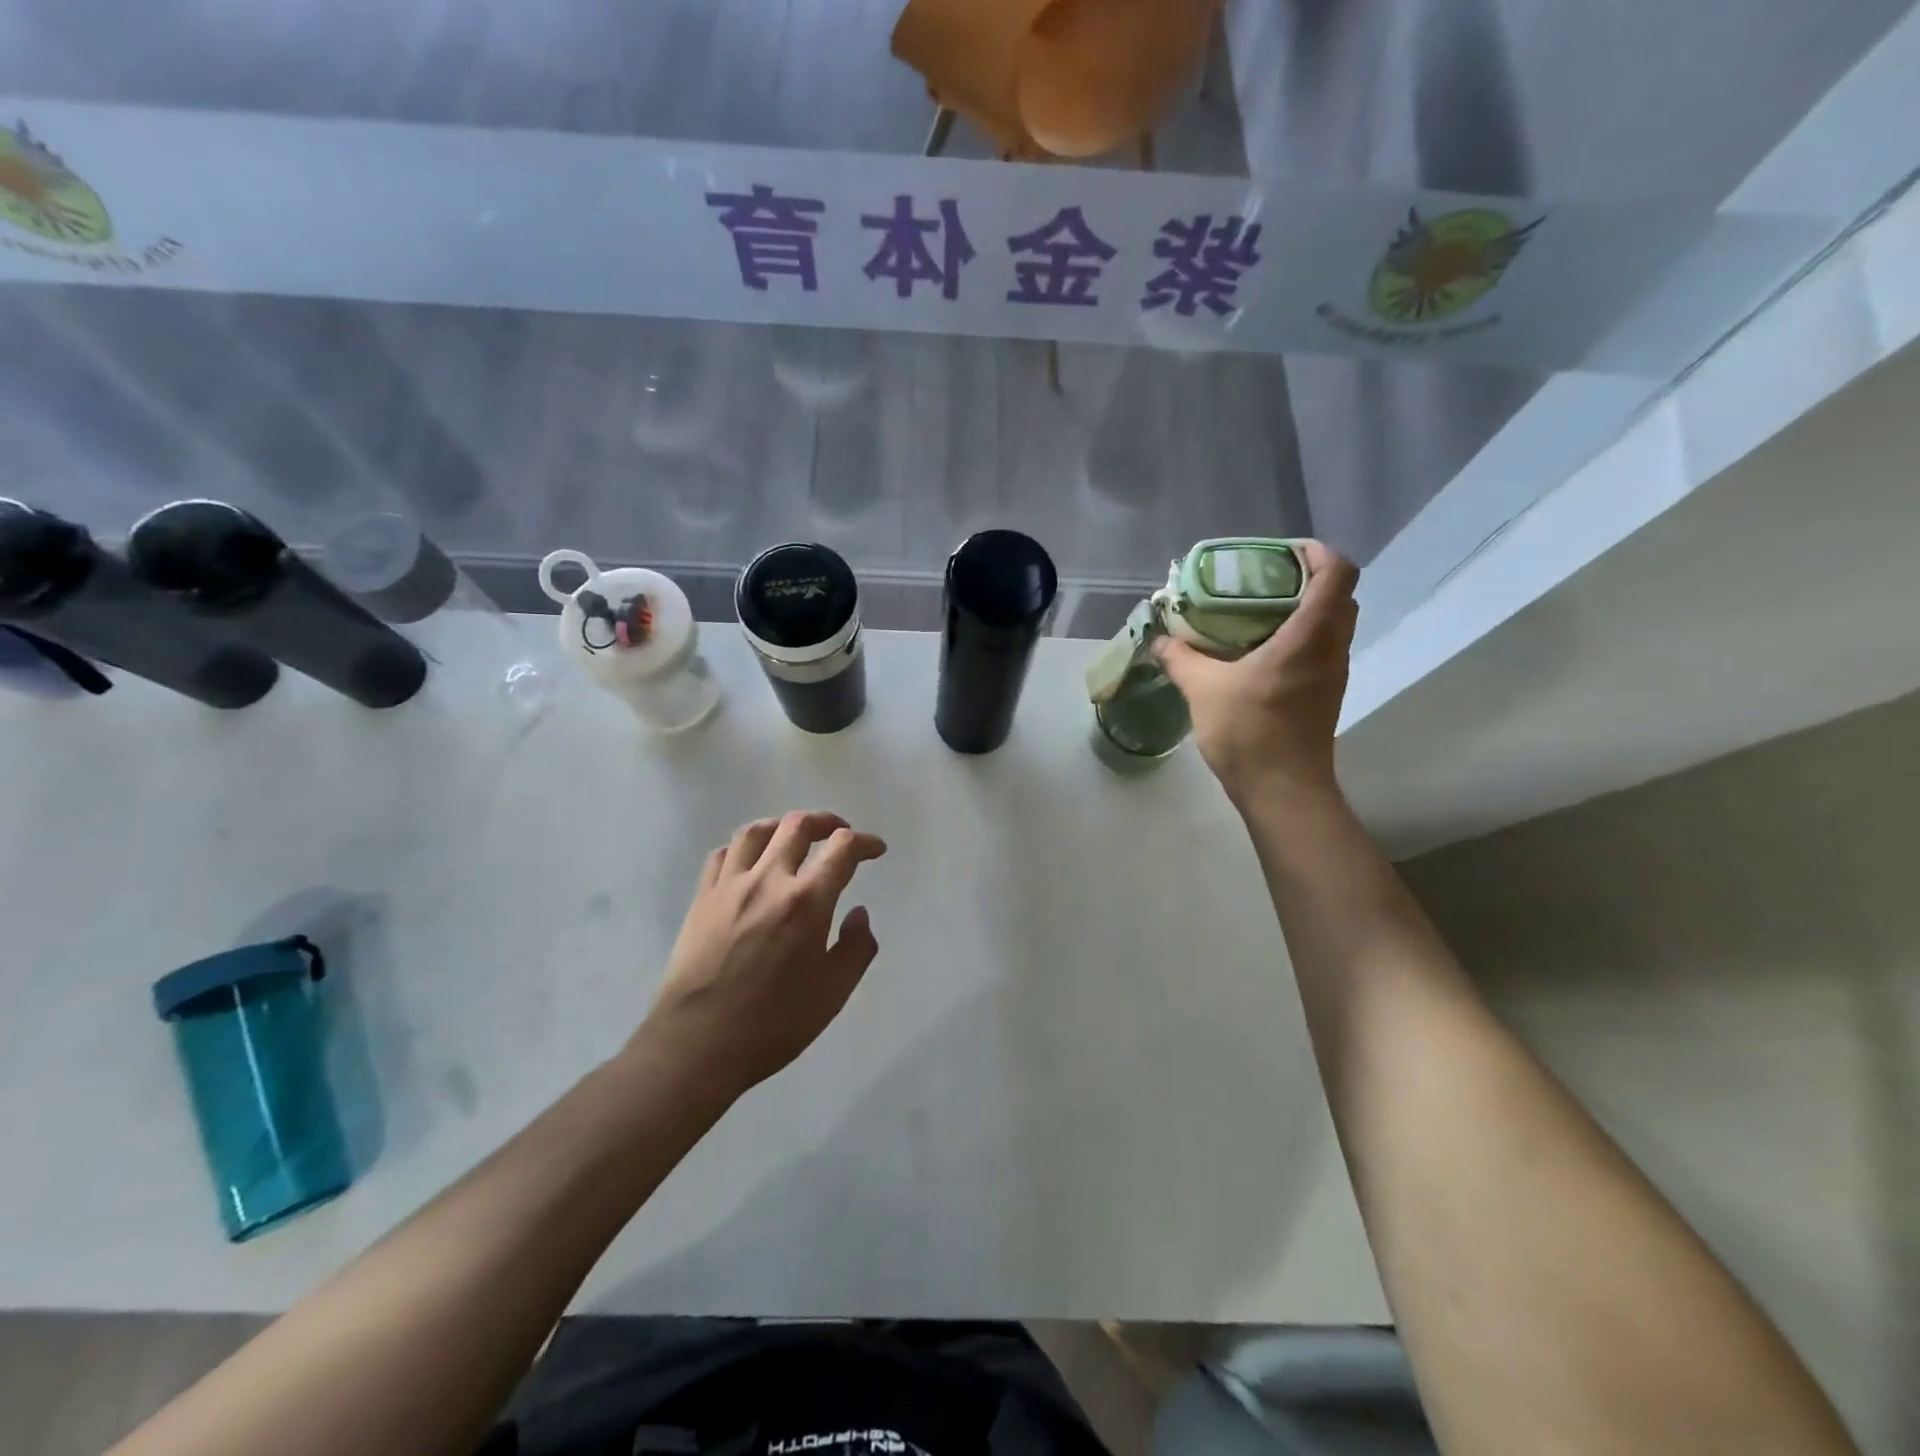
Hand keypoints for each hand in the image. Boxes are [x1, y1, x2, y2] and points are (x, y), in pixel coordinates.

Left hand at [638, 811, 886, 1099]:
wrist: (697, 1044)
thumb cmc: (773, 1024)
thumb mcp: (833, 993)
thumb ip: (856, 948)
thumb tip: (858, 913)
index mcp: (807, 902)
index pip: (842, 849)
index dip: (865, 843)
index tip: (875, 850)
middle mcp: (768, 880)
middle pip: (797, 826)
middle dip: (826, 822)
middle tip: (839, 833)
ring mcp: (729, 886)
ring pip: (756, 831)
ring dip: (782, 826)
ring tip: (794, 837)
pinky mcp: (701, 899)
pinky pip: (722, 855)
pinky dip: (743, 849)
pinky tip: (750, 862)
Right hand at [1155, 540, 1359, 808]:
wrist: (1283, 791)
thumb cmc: (1249, 732)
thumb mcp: (1203, 689)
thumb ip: (1181, 658)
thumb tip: (1160, 640)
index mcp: (1309, 636)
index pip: (1337, 573)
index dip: (1317, 552)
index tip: (1280, 552)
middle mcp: (1331, 649)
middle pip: (1338, 596)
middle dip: (1306, 579)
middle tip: (1262, 581)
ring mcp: (1332, 674)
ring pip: (1331, 625)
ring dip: (1302, 610)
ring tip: (1255, 613)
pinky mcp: (1323, 695)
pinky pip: (1320, 650)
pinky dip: (1298, 638)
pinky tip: (1257, 653)